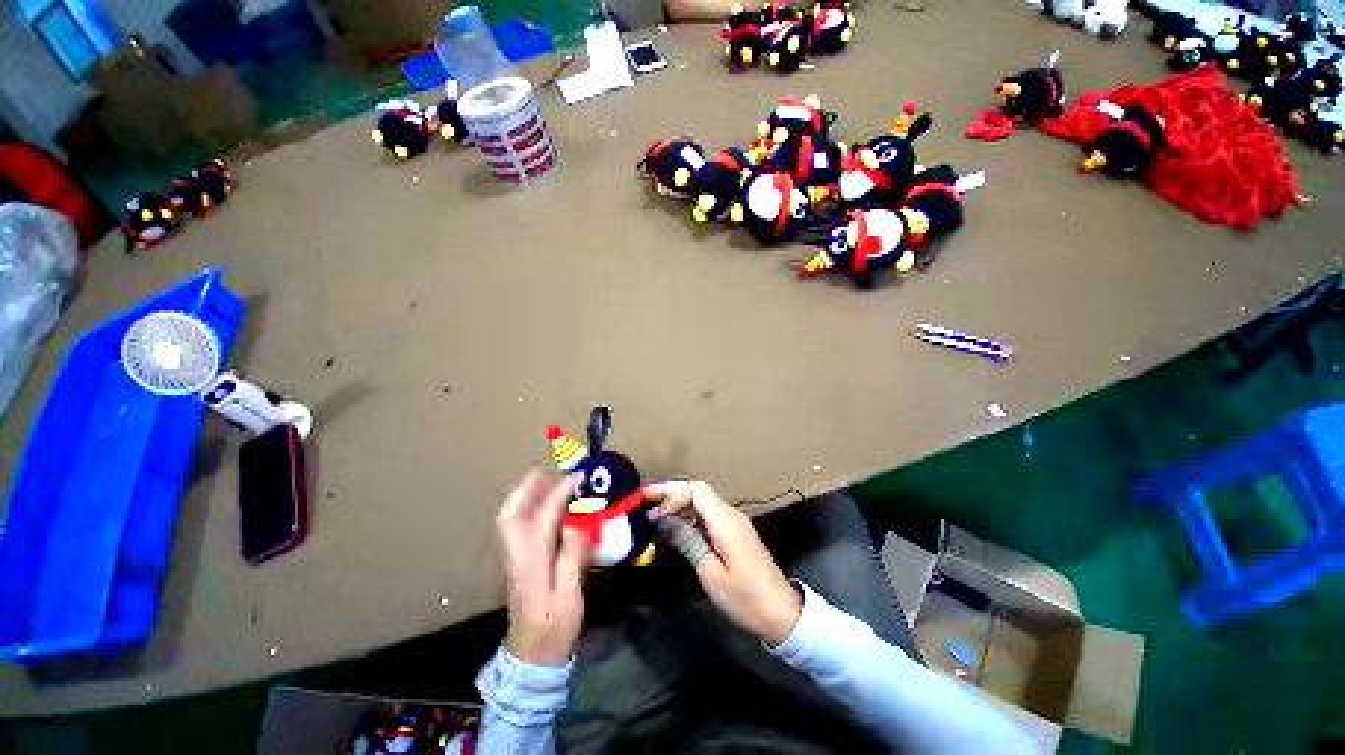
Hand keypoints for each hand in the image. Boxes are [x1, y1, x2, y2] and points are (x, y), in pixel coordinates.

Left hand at [497, 469, 587, 665]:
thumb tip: (577, 525)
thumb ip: (572, 559)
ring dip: (525, 497)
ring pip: (511, 521)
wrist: (532, 659)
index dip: (558, 494)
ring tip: (545, 481)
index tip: (576, 477)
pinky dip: (528, 510)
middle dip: (525, 490)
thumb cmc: (554, 629)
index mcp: (531, 563)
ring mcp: (515, 561)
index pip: (542, 519)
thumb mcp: (569, 598)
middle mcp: (518, 556)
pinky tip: (545, 508)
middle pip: (511, 516)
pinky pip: (518, 528)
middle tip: (545, 472)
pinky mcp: (520, 565)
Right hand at [645, 480, 801, 645]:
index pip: (696, 489)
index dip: (672, 495)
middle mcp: (730, 513)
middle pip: (697, 490)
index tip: (654, 513)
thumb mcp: (711, 574)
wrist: (780, 611)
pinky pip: (707, 514)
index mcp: (725, 521)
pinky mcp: (734, 532)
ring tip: (654, 514)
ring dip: (678, 504)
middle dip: (670, 492)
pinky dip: (688, 516)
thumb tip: (665, 520)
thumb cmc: (745, 597)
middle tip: (644, 498)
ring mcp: (733, 522)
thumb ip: (688, 542)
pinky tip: (674, 528)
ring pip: (701, 501)